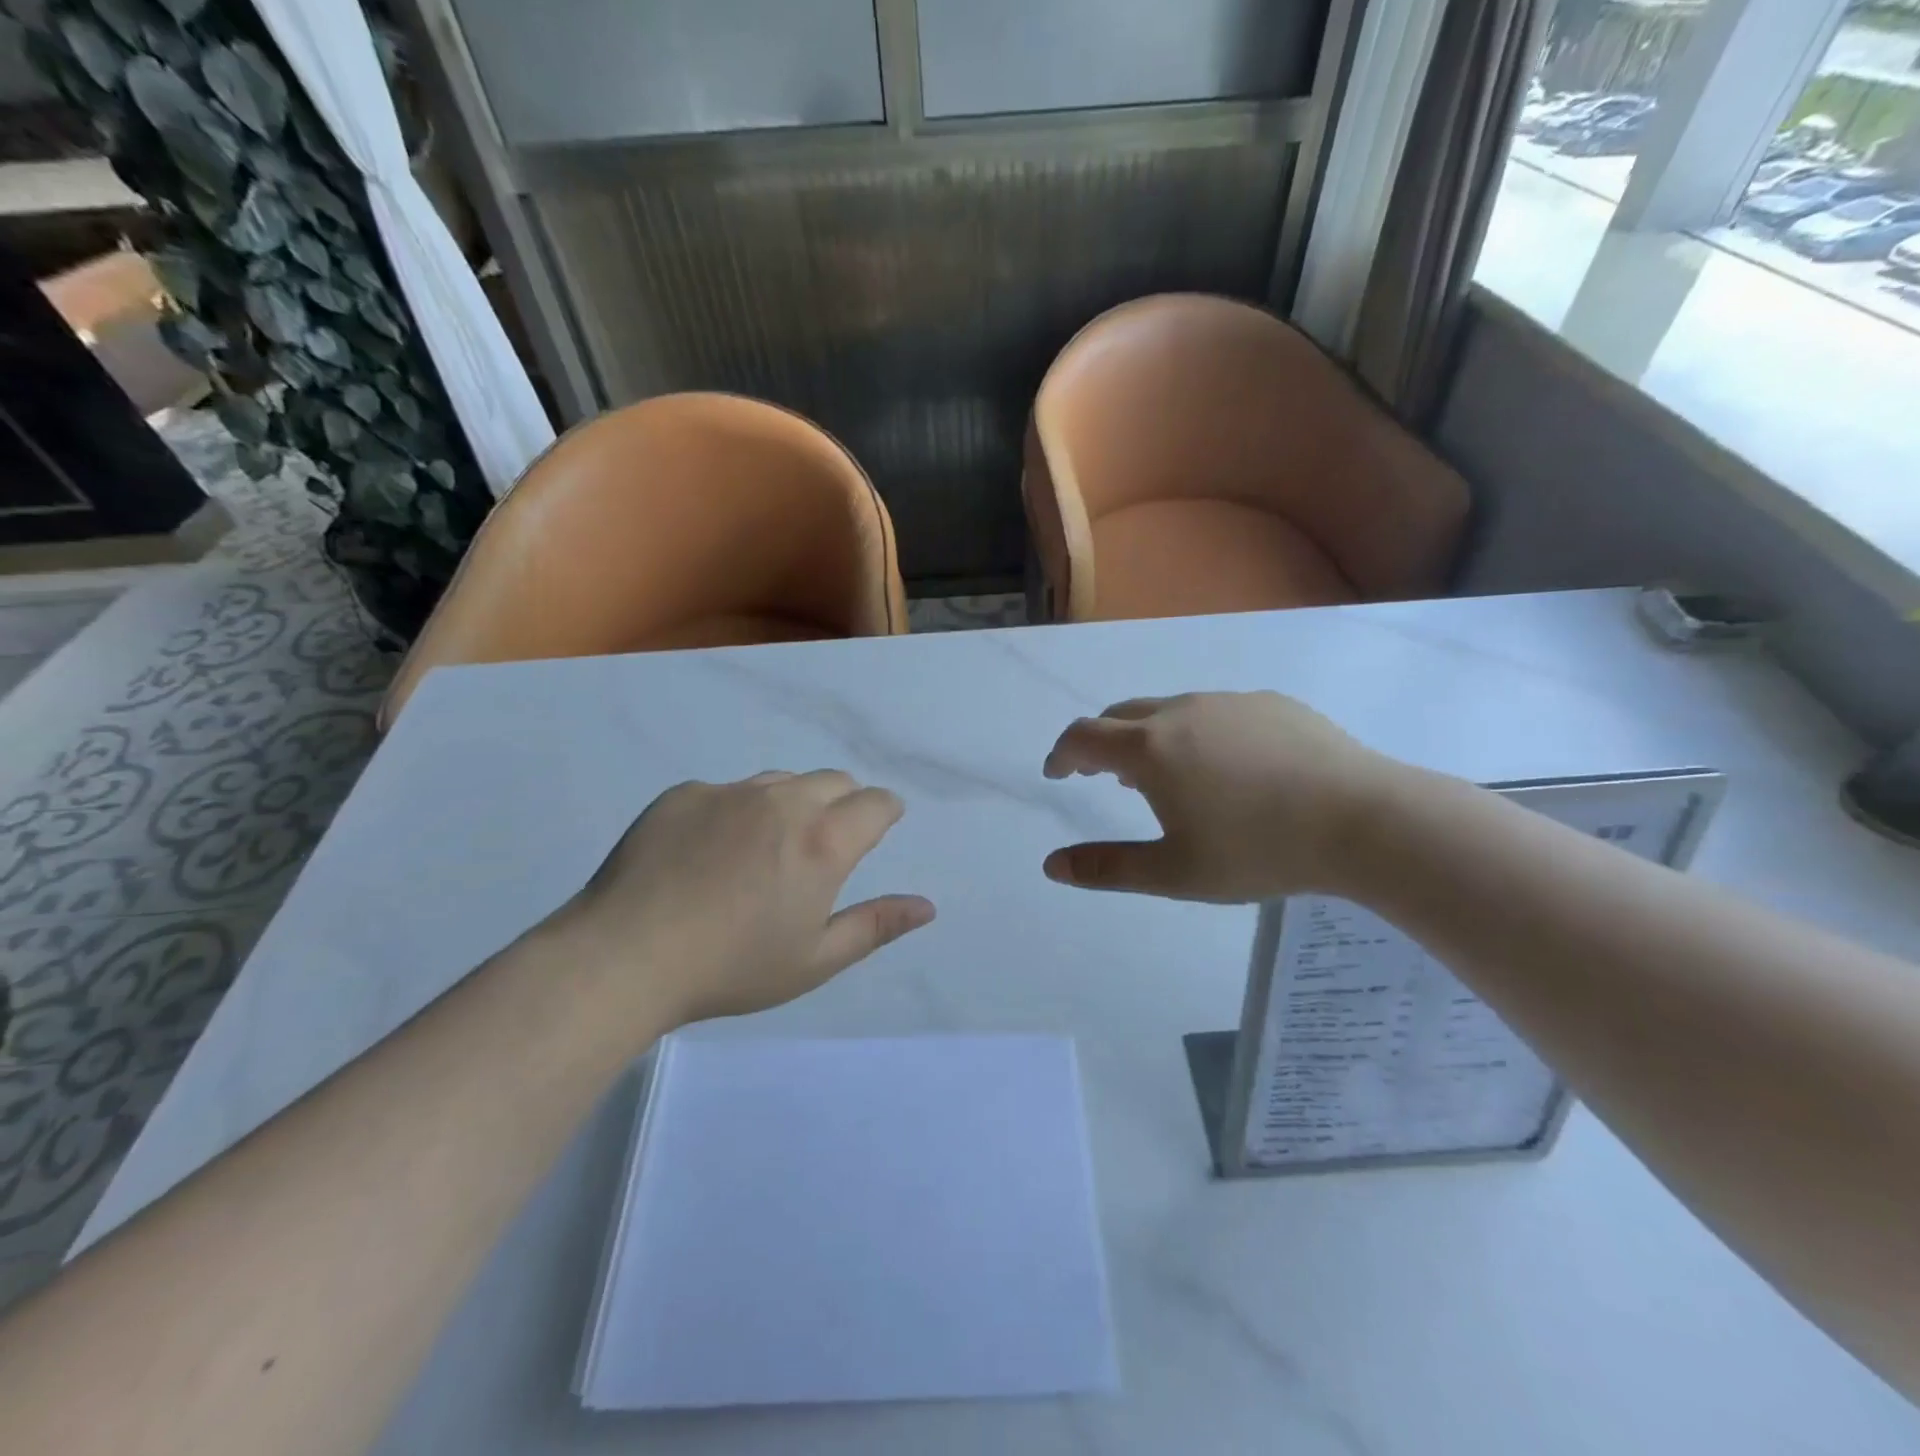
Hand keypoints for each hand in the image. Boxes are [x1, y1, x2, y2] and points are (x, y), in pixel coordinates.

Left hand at [555, 771, 933, 1024]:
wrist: (624, 956)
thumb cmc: (731, 968)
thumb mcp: (815, 960)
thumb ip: (875, 926)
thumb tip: (927, 907)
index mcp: (823, 841)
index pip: (876, 803)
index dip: (885, 812)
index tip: (879, 827)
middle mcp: (783, 802)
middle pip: (834, 780)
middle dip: (843, 803)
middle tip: (823, 845)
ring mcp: (730, 792)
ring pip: (781, 781)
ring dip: (792, 802)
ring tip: (767, 847)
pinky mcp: (685, 793)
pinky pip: (727, 791)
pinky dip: (736, 811)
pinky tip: (709, 852)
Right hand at [1042, 692, 1405, 901]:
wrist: (1362, 821)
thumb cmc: (1257, 850)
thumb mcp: (1174, 872)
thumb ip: (1106, 867)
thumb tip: (1051, 866)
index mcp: (1149, 748)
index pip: (1083, 737)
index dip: (1062, 753)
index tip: (1058, 773)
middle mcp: (1181, 711)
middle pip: (1121, 715)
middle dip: (1102, 742)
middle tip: (1107, 775)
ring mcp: (1228, 702)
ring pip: (1170, 710)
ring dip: (1150, 736)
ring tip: (1168, 775)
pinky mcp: (1270, 703)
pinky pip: (1215, 711)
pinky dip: (1197, 732)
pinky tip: (1230, 768)